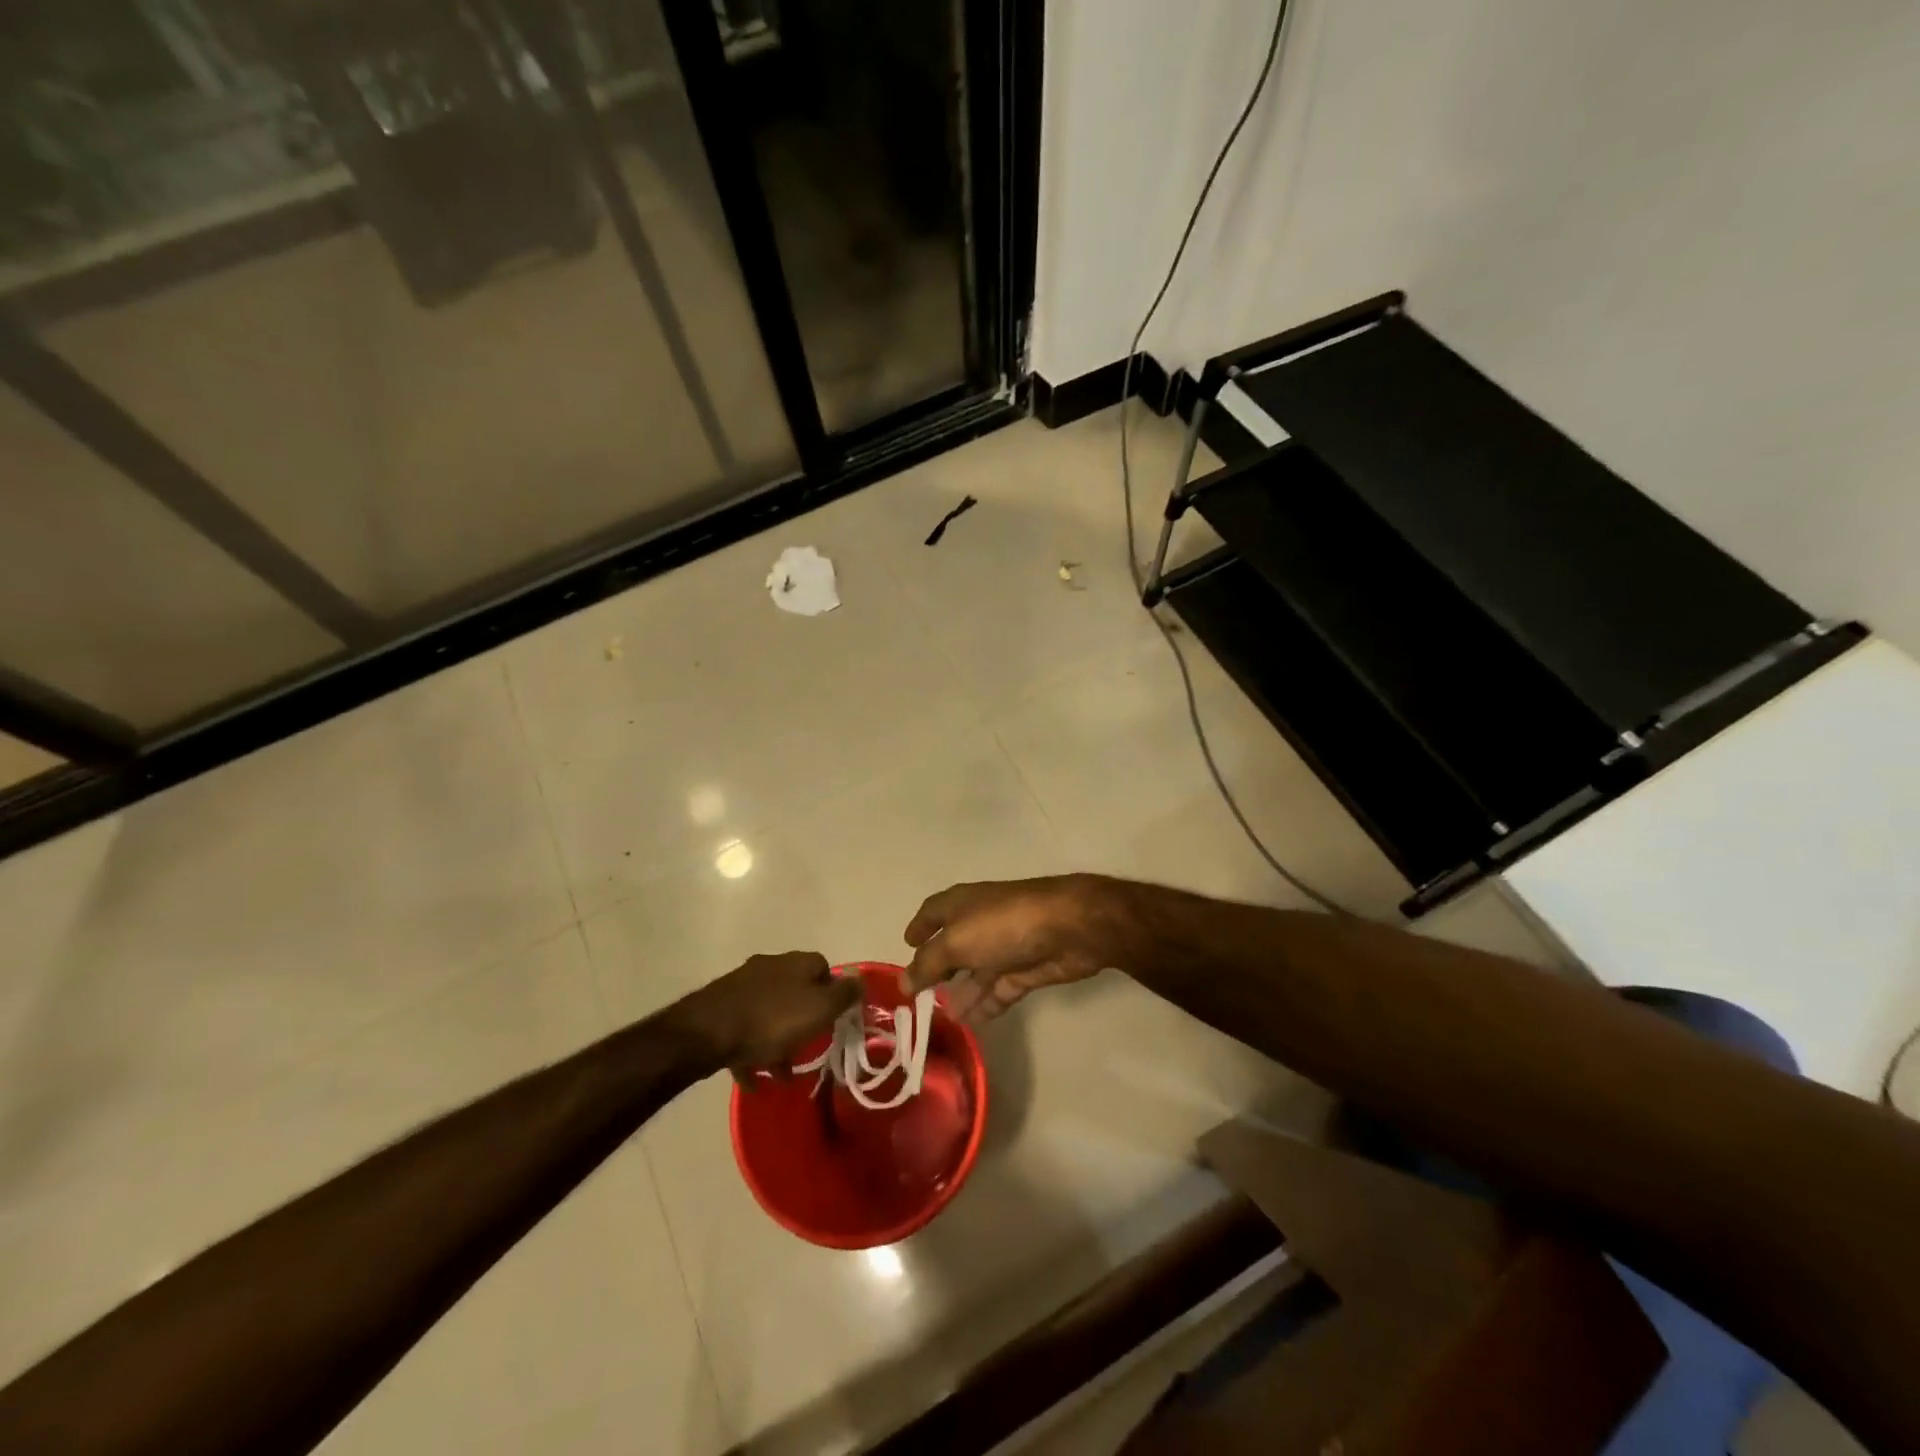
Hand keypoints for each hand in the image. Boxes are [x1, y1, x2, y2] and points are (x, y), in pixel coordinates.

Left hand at [675, 952, 860, 1078]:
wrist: (707, 1032)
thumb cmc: (772, 1020)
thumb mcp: (820, 1009)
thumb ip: (844, 994)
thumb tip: (860, 978)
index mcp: (797, 963)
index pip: (824, 969)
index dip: (832, 995)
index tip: (833, 1022)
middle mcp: (771, 967)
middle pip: (796, 992)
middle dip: (803, 1022)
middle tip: (808, 1050)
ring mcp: (743, 985)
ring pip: (770, 1013)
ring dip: (778, 1041)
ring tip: (781, 1075)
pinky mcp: (721, 1007)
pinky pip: (745, 1030)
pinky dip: (752, 1051)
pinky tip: (754, 1079)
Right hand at [902, 875, 1133, 1023]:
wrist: (1069, 928)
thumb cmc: (1004, 925)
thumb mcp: (956, 943)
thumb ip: (928, 964)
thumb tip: (903, 982)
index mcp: (961, 904)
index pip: (933, 912)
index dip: (919, 927)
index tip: (906, 945)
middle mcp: (981, 922)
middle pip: (954, 946)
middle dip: (938, 968)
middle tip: (918, 996)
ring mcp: (1005, 946)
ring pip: (977, 972)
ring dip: (961, 993)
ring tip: (941, 1018)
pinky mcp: (1027, 969)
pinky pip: (999, 989)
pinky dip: (985, 1004)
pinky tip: (969, 1023)